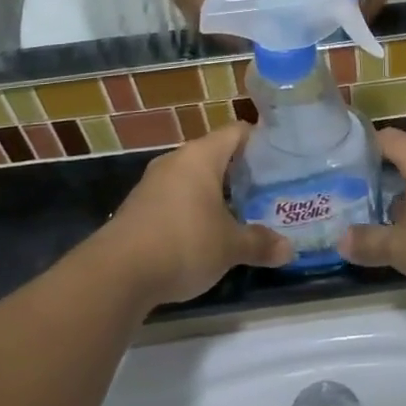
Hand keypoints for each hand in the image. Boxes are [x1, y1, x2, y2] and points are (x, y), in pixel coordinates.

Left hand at [102, 126, 290, 308]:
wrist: (116, 273)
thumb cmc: (184, 243)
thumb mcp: (229, 247)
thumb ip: (259, 243)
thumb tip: (289, 250)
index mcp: (201, 156)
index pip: (237, 131)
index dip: (260, 140)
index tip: (280, 157)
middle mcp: (176, 160)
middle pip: (215, 154)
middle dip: (240, 171)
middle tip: (267, 188)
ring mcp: (153, 183)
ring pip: (193, 177)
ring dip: (215, 192)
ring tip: (241, 211)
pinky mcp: (139, 207)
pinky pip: (175, 197)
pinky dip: (192, 208)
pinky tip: (205, 232)